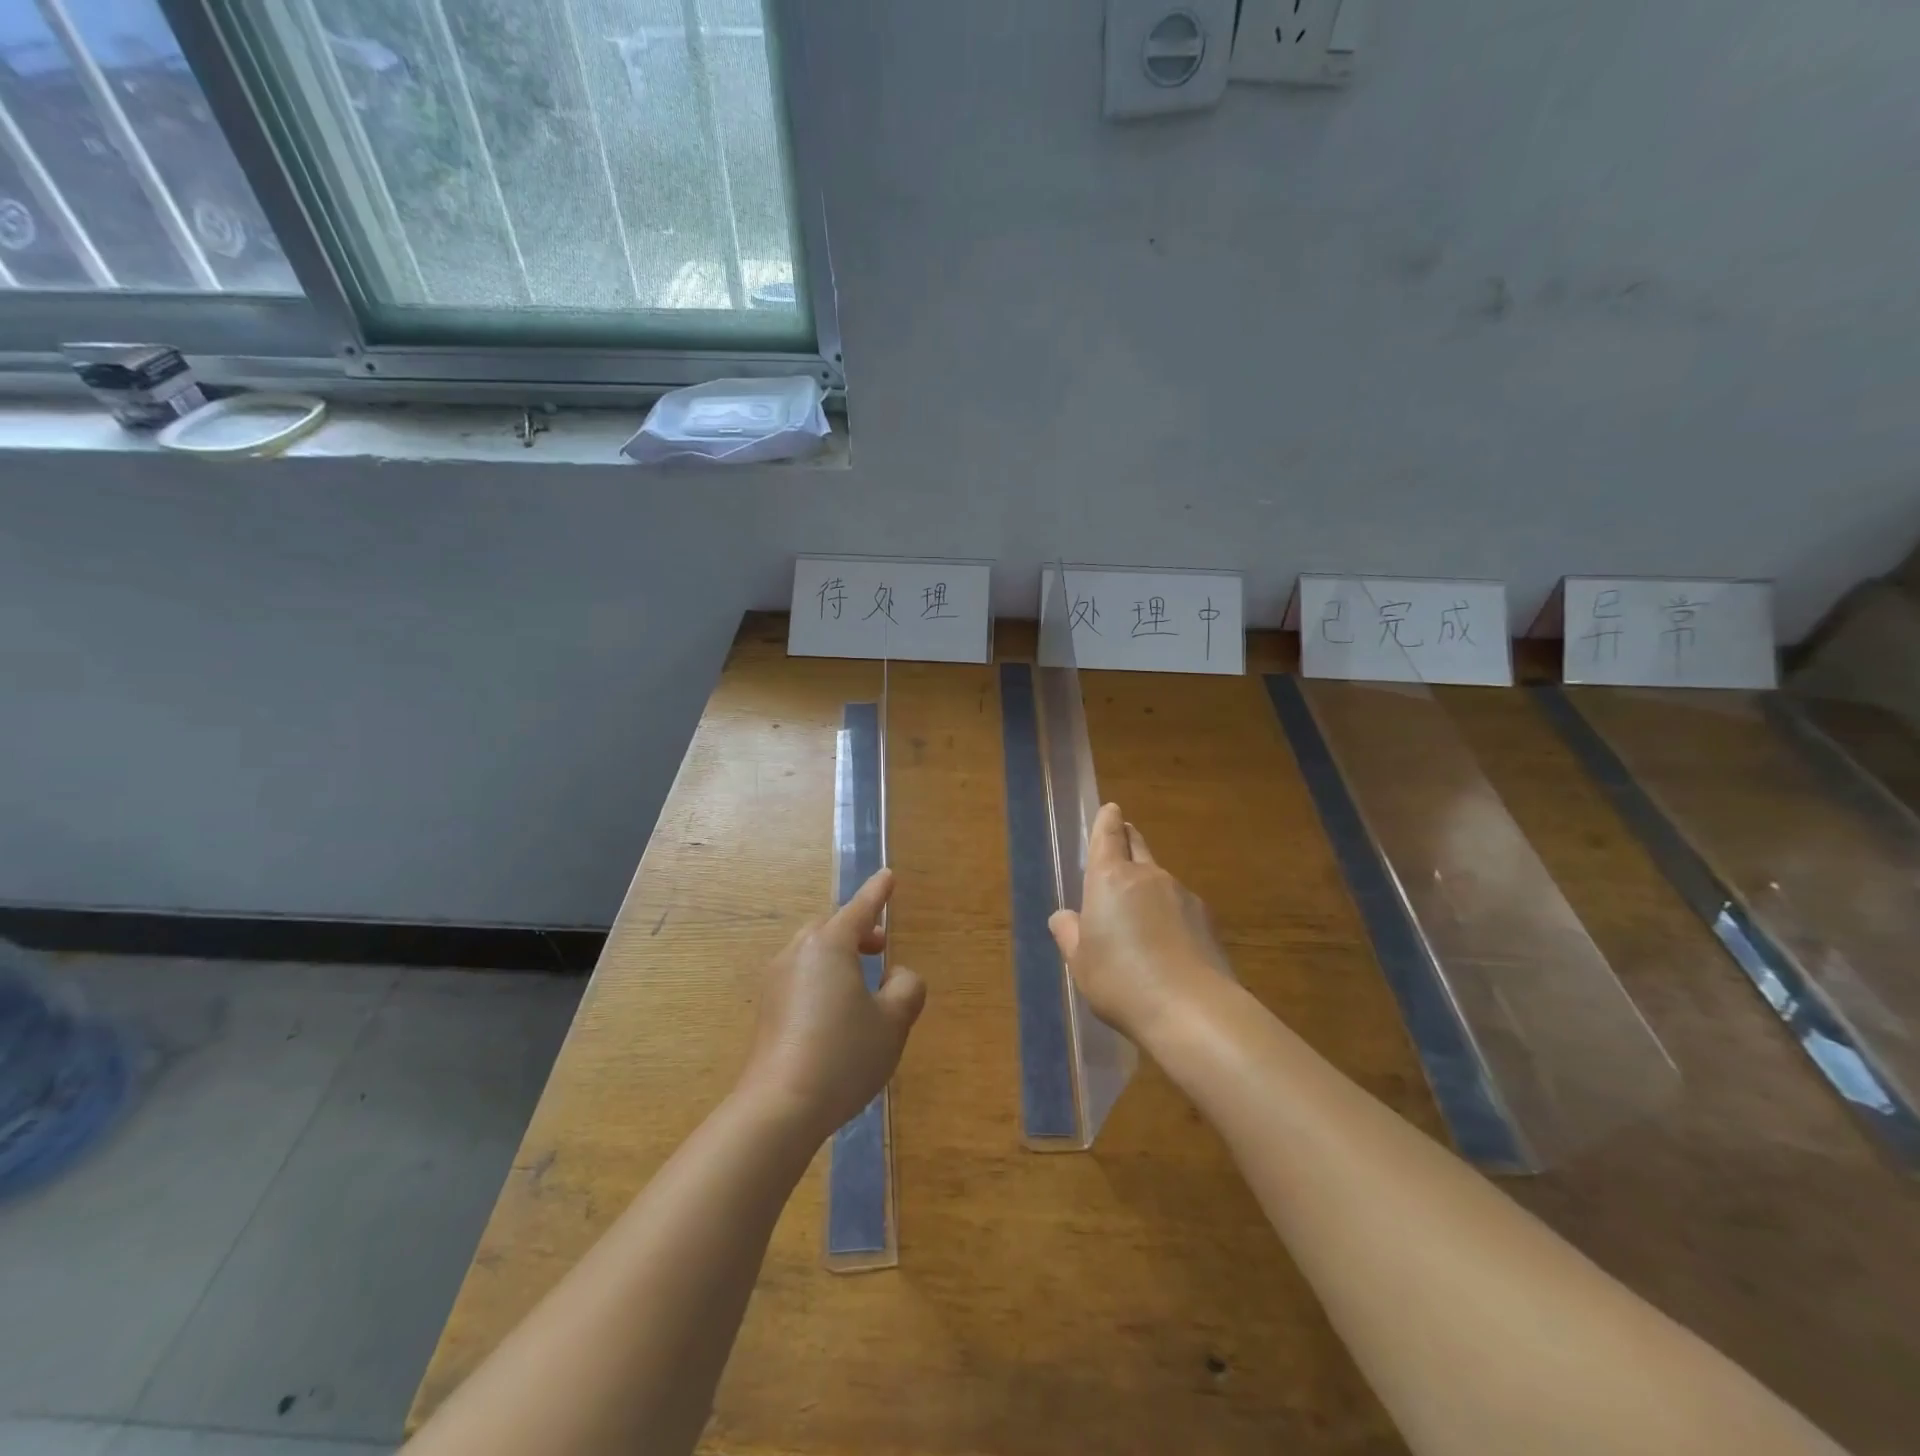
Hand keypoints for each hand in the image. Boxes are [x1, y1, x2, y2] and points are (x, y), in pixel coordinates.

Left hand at [738, 868, 926, 1140]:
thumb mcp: (893, 1022)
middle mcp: (798, 953)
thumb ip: (906, 989)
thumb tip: (898, 976)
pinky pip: (801, 977)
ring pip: (813, 953)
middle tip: (881, 947)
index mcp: (829, 945)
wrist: (779, 1107)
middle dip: (858, 931)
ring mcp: (776, 981)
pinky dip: (822, 979)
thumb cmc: (843, 1055)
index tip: (888, 875)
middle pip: (831, 928)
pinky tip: (836, 1013)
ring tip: (862, 983)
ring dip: (839, 957)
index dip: (878, 892)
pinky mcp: (767, 1010)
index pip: (860, 908)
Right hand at [1049, 803, 1233, 1046]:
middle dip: (1128, 838)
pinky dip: (1170, 914)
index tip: (1111, 809)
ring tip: (1140, 913)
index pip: (1108, 836)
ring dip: (1149, 885)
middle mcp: (1148, 877)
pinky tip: (1168, 943)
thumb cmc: (1120, 981)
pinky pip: (1180, 906)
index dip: (1107, 821)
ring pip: (1160, 879)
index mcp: (1110, 879)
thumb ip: (1069, 933)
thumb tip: (1063, 916)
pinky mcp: (1207, 920)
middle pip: (1137, 846)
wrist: (1192, 1010)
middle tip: (1123, 836)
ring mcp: (1182, 896)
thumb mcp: (1080, 962)